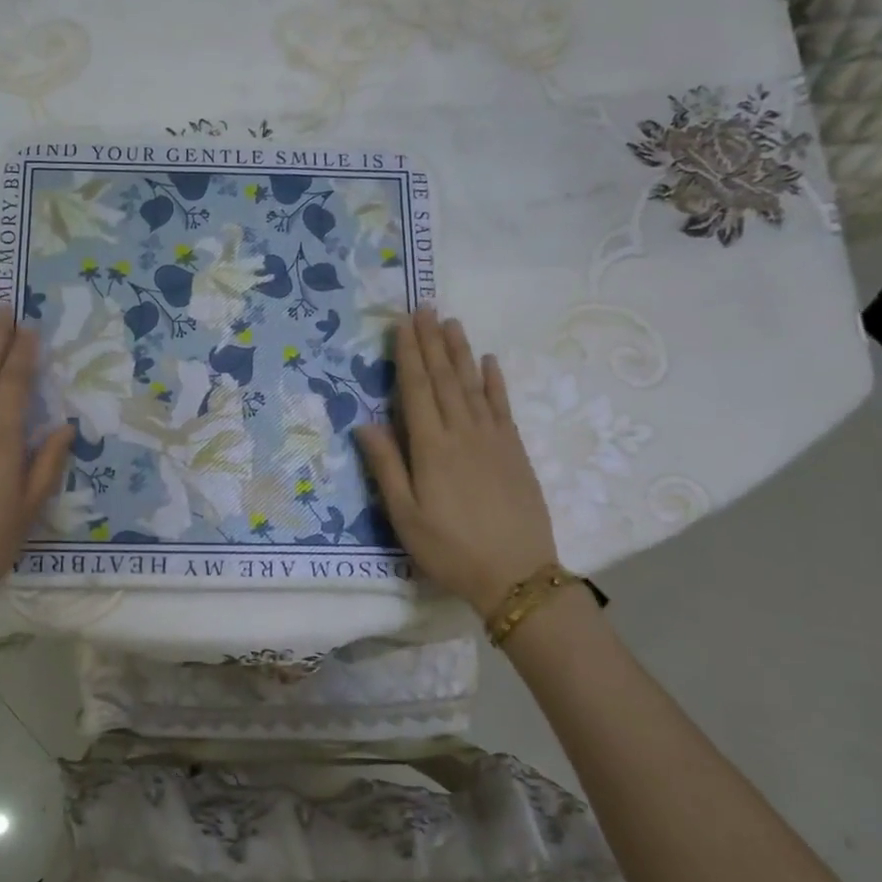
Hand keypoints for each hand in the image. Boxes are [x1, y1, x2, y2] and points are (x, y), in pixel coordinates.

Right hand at [353, 307, 558, 617]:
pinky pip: (502, 405)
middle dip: (431, 342)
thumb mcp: (405, 516)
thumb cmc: (450, 548)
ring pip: (473, 384)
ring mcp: (493, 438)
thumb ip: (386, 466)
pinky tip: (489, 362)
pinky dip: (494, 381)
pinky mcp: (514, 450)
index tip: (401, 323)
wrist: (516, 574)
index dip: (407, 354)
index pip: (416, 389)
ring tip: (450, 322)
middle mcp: (462, 432)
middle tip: (423, 308)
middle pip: (444, 378)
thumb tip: (365, 423)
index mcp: (431, 447)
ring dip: (460, 352)